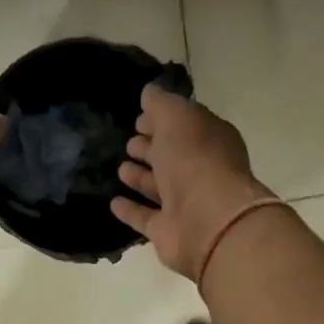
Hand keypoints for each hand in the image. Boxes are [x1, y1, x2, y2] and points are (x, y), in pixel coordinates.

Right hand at [110, 84, 276, 282]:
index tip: (139, 117)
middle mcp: (200, 171)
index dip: (163, 120)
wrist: (207, 220)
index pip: (184, 126)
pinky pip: (146, 218)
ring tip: (121, 168)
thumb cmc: (195, 160)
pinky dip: (131, 210)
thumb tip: (149, 92)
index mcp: (210, 140)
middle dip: (152, 147)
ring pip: (160, 187)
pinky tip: (113, 202)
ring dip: (141, 177)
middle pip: (173, 156)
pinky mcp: (168, 231)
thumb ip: (161, 104)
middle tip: (130, 142)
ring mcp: (186, 204)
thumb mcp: (177, 118)